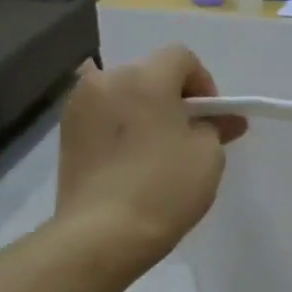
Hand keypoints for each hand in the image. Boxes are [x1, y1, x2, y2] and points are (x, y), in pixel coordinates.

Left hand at [55, 46, 245, 266]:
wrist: (102, 234)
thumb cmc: (164, 189)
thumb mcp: (207, 156)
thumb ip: (216, 127)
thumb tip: (226, 119)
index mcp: (144, 78)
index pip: (181, 57)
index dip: (204, 83)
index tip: (211, 118)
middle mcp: (106, 80)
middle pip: (149, 73)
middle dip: (173, 96)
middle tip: (188, 134)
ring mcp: (79, 106)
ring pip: (123, 94)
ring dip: (144, 111)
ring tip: (157, 149)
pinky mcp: (66, 133)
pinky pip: (103, 116)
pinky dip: (121, 128)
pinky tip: (131, 161)